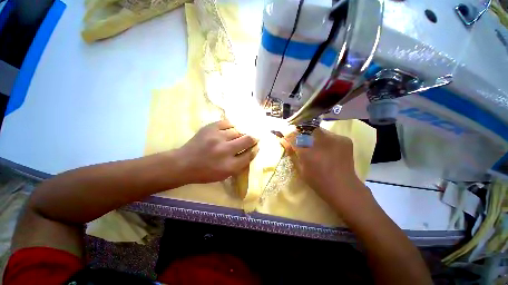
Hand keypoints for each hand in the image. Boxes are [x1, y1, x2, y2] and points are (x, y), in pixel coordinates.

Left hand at [177, 120, 257, 183]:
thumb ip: (240, 164)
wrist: (184, 163)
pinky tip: (230, 129)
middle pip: (247, 140)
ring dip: (241, 133)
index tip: (257, 146)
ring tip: (238, 135)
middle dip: (253, 138)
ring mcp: (217, 137)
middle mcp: (225, 151)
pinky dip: (231, 126)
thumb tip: (252, 151)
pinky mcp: (210, 128)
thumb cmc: (205, 172)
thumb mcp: (225, 175)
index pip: (250, 155)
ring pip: (238, 130)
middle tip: (254, 137)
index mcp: (229, 166)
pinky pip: (227, 122)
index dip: (255, 149)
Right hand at [284, 128, 370, 208]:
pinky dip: (325, 139)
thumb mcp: (300, 168)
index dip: (287, 132)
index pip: (293, 134)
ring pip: (318, 130)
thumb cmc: (317, 181)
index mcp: (308, 152)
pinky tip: (327, 148)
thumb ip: (291, 152)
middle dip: (300, 133)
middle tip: (301, 140)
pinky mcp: (345, 139)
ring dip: (313, 136)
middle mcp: (321, 141)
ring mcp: (335, 139)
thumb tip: (282, 139)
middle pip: (306, 128)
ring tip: (315, 146)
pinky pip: (329, 134)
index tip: (284, 133)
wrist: (343, 188)